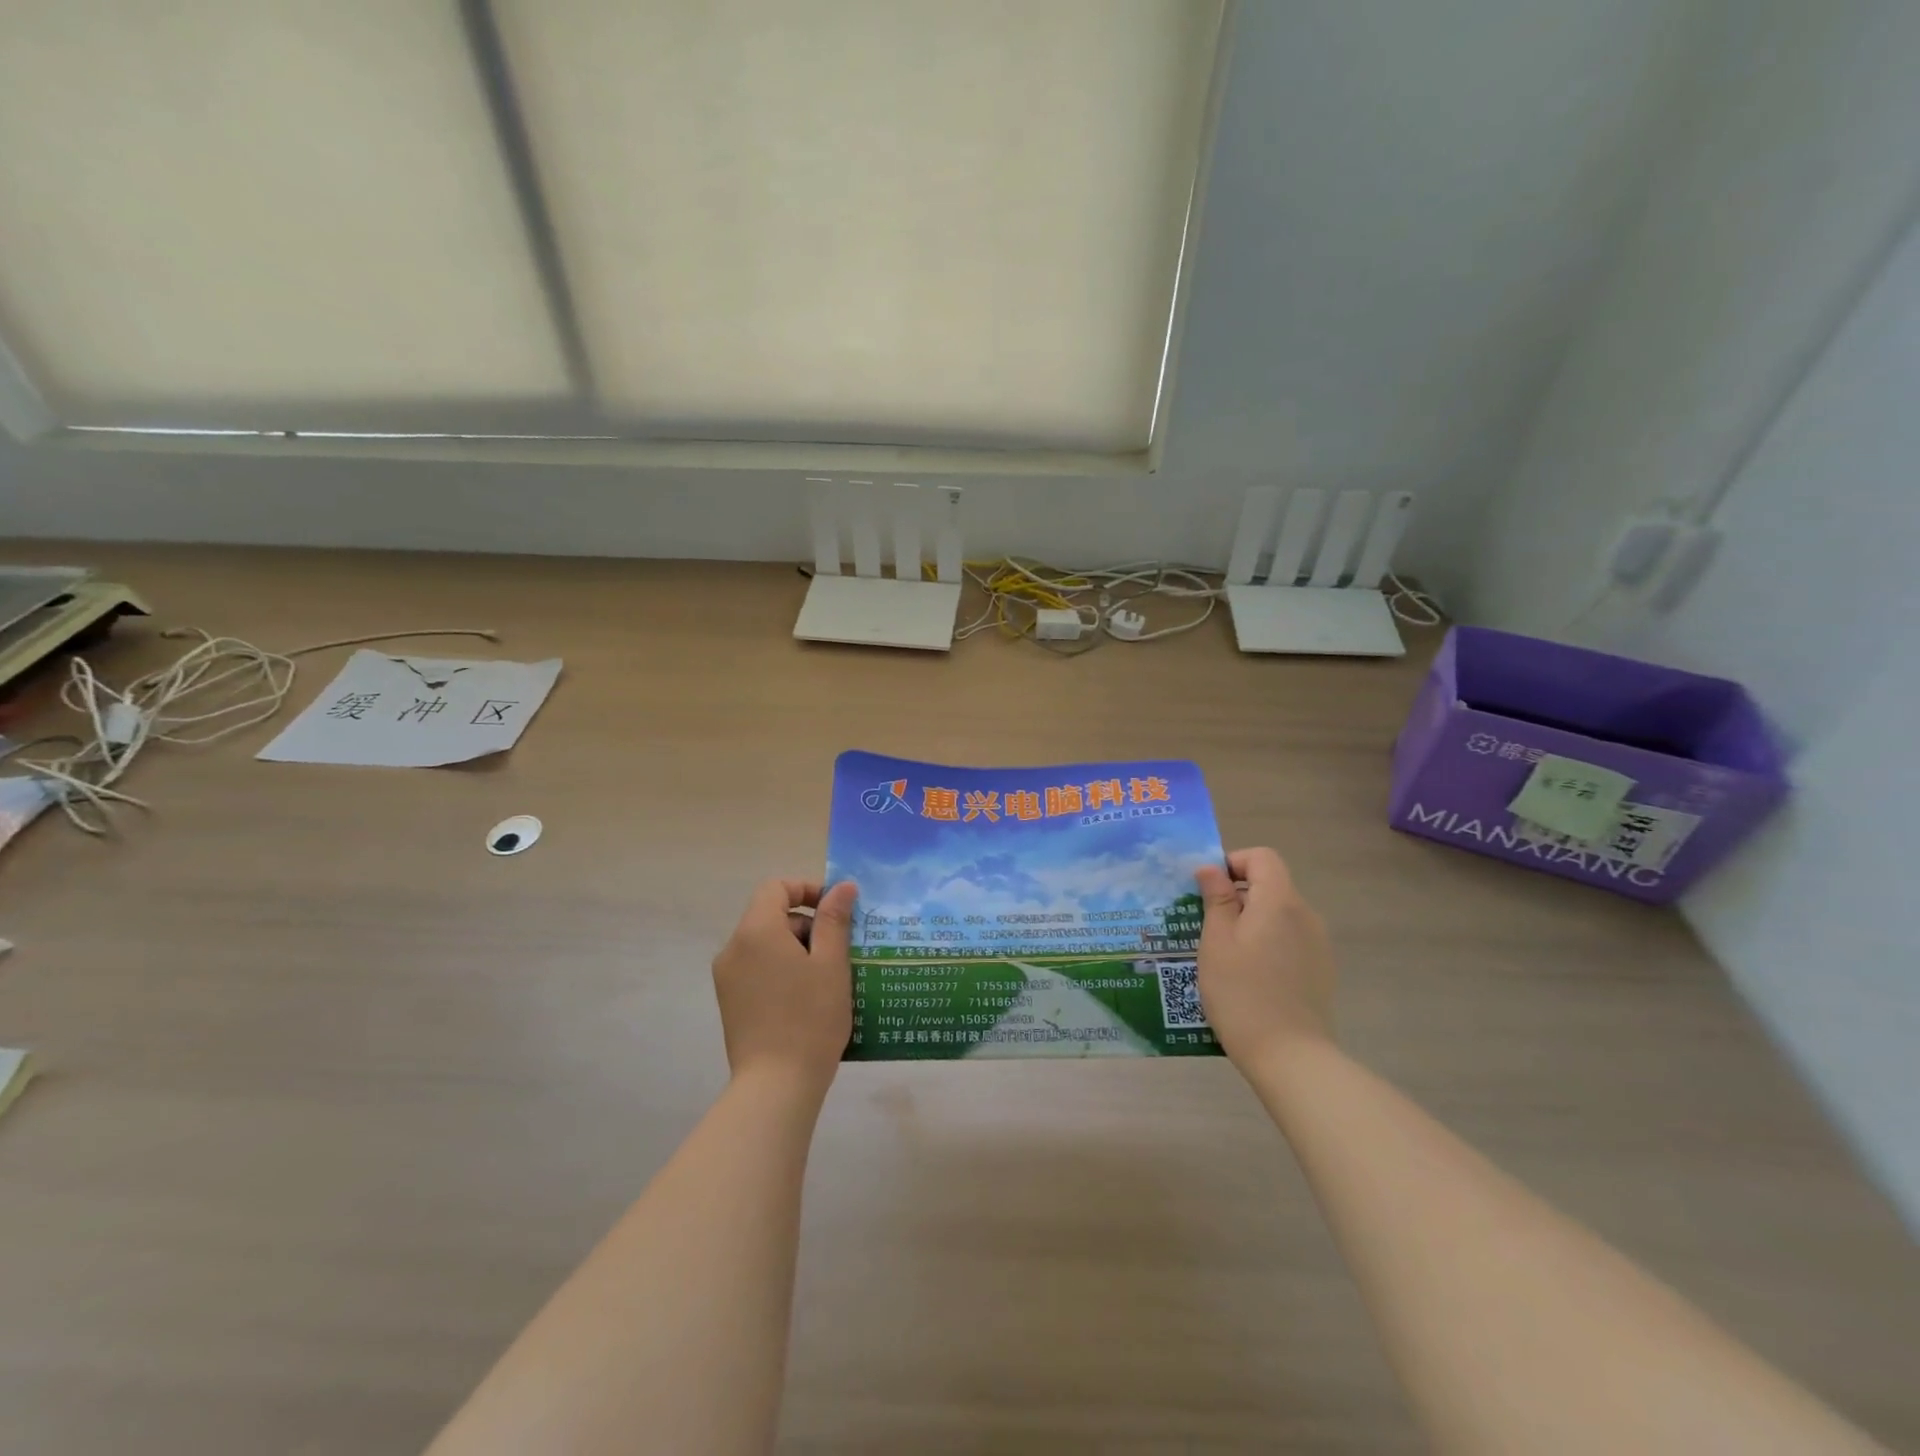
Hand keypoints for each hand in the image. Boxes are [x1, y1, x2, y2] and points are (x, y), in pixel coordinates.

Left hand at [711, 878, 857, 1094]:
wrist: (776, 1086)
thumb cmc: (810, 1018)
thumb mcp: (831, 963)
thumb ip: (834, 919)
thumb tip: (843, 886)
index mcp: (756, 931)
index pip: (776, 887)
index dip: (808, 889)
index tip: (837, 910)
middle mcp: (734, 948)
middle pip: (771, 915)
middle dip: (808, 924)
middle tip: (841, 950)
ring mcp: (728, 977)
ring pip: (766, 944)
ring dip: (798, 948)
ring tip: (830, 977)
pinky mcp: (730, 1002)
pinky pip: (758, 968)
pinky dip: (783, 969)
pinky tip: (809, 997)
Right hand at [1194, 848, 1335, 1069]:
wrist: (1290, 1057)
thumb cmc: (1242, 993)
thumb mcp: (1217, 942)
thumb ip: (1217, 899)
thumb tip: (1212, 868)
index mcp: (1280, 902)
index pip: (1262, 858)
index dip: (1233, 863)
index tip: (1208, 889)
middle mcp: (1306, 915)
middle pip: (1271, 885)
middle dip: (1237, 896)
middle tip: (1205, 924)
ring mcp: (1318, 945)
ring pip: (1279, 915)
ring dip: (1251, 921)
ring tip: (1223, 954)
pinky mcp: (1321, 970)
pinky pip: (1289, 940)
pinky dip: (1267, 944)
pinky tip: (1248, 977)